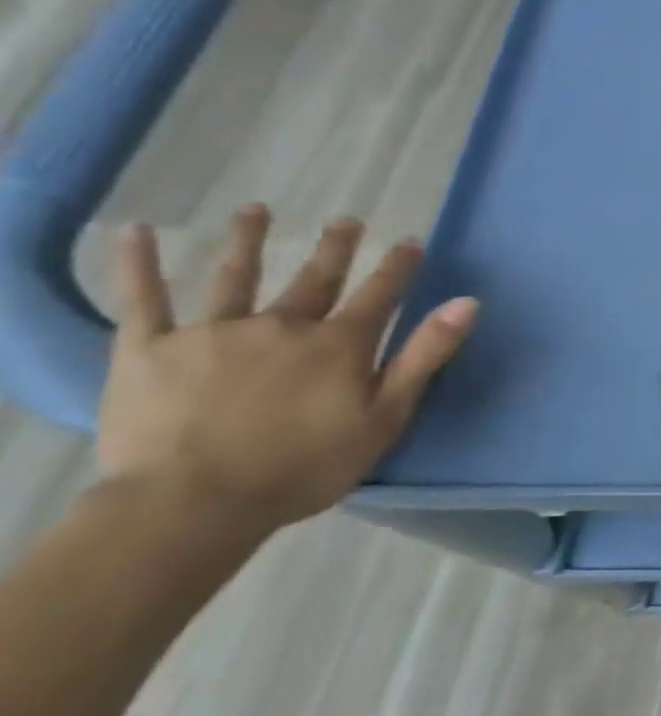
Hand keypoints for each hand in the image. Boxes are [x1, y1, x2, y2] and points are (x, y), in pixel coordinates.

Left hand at [96, 206, 477, 537]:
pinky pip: (143, 300)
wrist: (191, 504)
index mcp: (339, 344)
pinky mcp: (149, 349)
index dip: (398, 266)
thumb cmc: (302, 467)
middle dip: (335, 248)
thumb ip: (425, 355)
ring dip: (249, 240)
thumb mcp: (385, 416)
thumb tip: (467, 302)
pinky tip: (139, 232)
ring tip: (256, 210)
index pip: (379, 294)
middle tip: (348, 220)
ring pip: (236, 277)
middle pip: (316, 278)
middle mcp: (283, 324)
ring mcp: (214, 332)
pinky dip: (139, 264)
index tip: (410, 241)